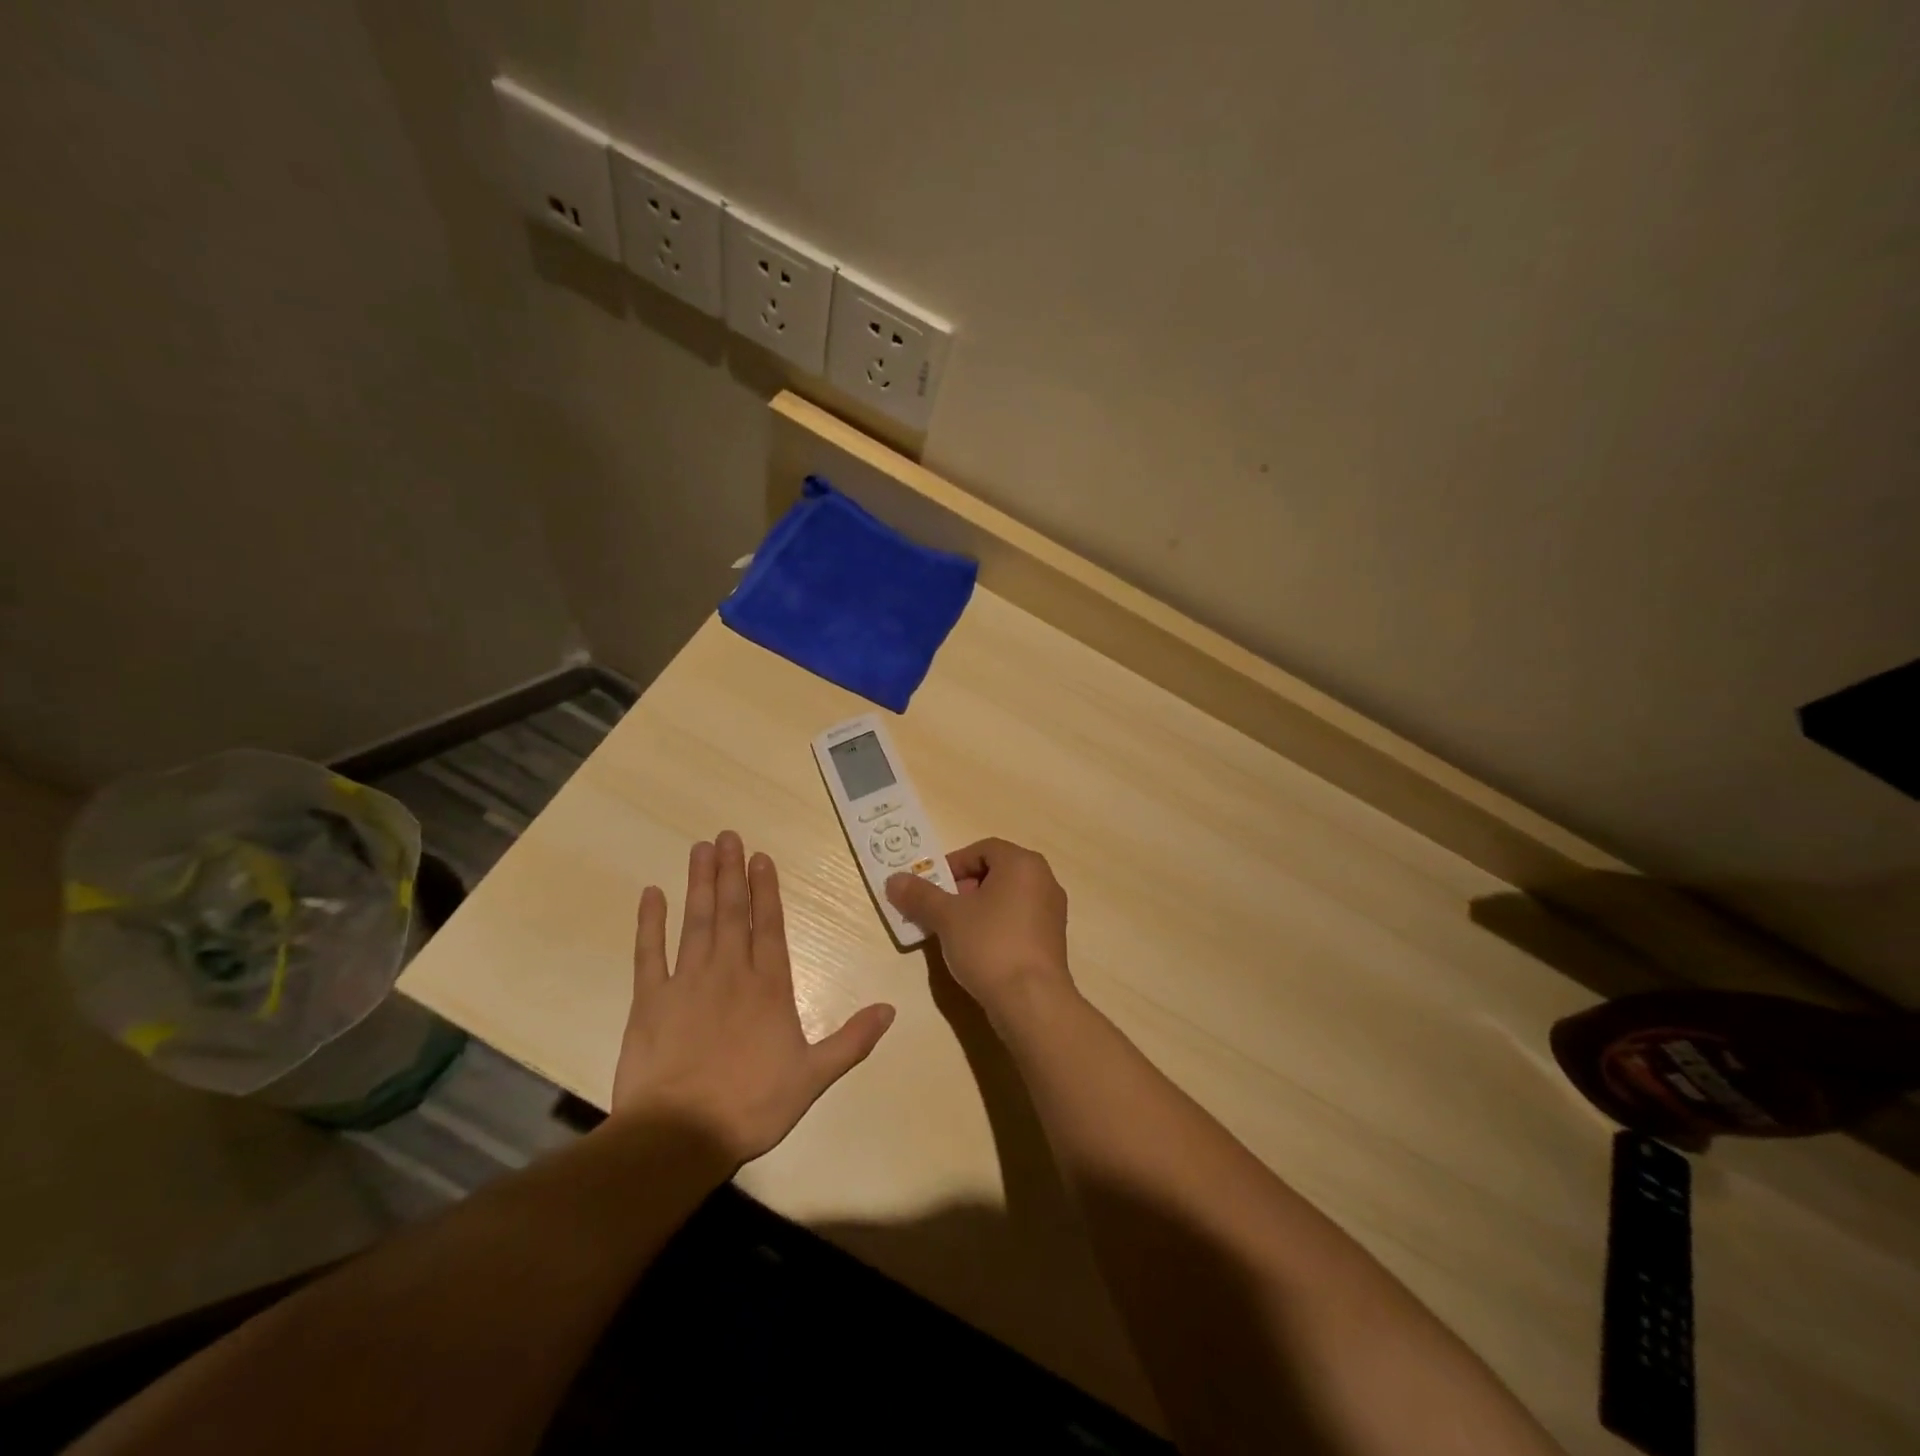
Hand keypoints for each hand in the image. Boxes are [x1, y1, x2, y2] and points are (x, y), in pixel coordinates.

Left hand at [612, 832, 895, 1163]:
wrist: (680, 1135)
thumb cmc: (752, 1104)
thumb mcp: (813, 1077)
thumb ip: (852, 1040)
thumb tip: (890, 1009)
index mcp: (769, 986)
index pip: (770, 926)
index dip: (766, 889)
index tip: (761, 857)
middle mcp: (730, 972)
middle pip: (732, 912)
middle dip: (731, 872)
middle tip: (727, 835)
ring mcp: (687, 982)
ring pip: (696, 921)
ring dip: (699, 883)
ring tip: (701, 848)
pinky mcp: (650, 1000)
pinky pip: (650, 952)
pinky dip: (650, 922)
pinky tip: (651, 894)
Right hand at [885, 838, 1074, 1018]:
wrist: (1032, 1001)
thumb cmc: (990, 945)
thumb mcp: (947, 917)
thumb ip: (920, 895)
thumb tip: (893, 879)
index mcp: (1022, 863)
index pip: (983, 849)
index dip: (953, 864)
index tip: (932, 887)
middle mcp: (1044, 880)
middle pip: (995, 872)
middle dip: (963, 888)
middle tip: (941, 910)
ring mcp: (1052, 911)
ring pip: (1006, 898)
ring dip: (978, 909)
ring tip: (954, 932)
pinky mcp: (1052, 940)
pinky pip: (1019, 920)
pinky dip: (996, 926)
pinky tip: (978, 951)